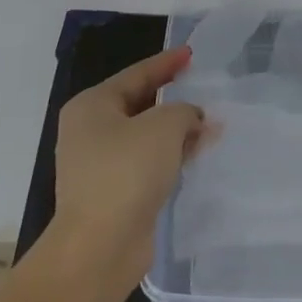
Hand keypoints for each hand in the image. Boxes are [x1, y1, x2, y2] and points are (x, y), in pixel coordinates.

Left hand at [50, 47, 207, 286]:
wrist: (100, 246)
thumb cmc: (126, 172)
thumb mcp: (163, 127)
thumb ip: (185, 112)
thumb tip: (196, 120)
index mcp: (92, 106)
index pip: (136, 74)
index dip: (166, 63)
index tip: (191, 55)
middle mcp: (90, 131)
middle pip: (139, 104)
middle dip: (174, 100)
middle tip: (206, 91)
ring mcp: (100, 165)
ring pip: (146, 137)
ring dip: (177, 131)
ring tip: (211, 125)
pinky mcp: (115, 193)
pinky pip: (148, 164)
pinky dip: (171, 156)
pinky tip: (196, 156)